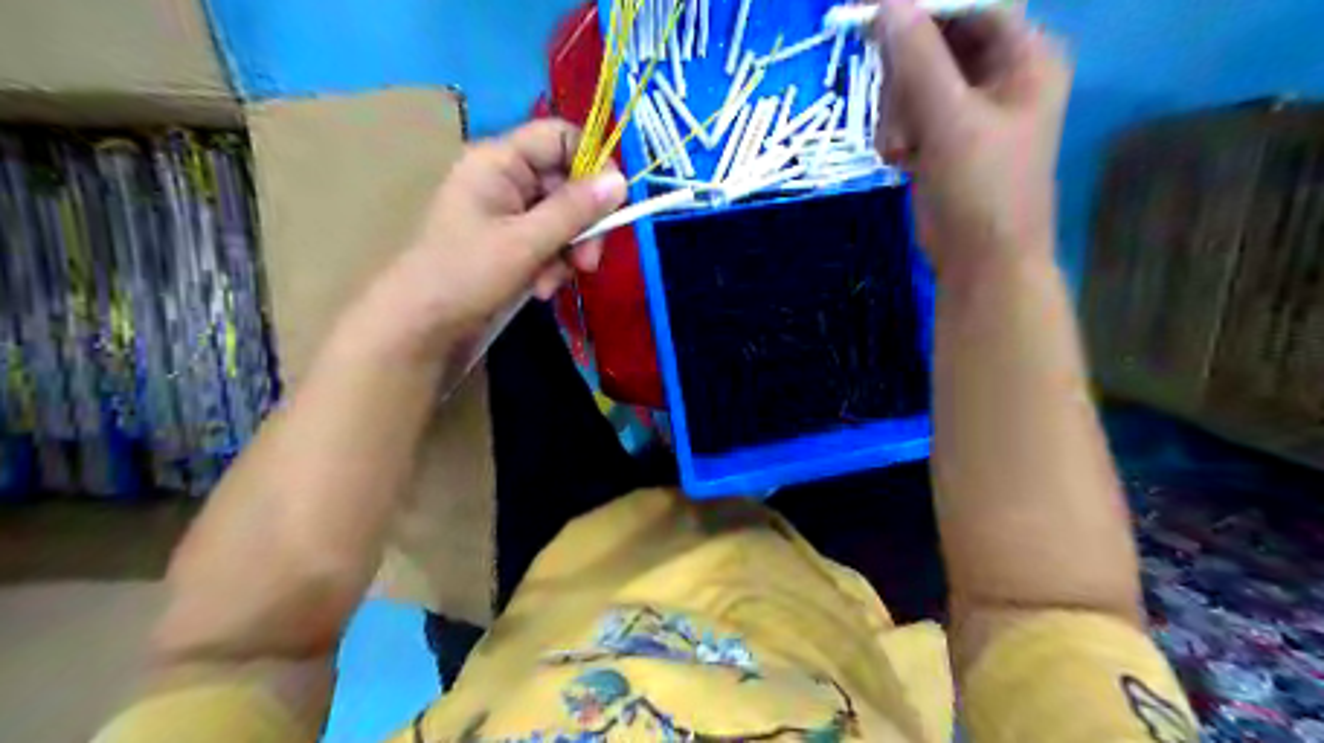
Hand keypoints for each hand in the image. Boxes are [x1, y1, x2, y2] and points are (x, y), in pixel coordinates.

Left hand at [363, 118, 627, 360]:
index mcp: (499, 161)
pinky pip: (548, 242)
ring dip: (568, 252)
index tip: (614, 203)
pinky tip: (542, 289)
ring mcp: (506, 212)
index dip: (592, 164)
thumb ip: (575, 210)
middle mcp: (505, 178)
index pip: (560, 137)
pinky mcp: (509, 242)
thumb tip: (622, 181)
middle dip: (582, 225)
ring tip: (553, 283)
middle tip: (588, 263)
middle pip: (567, 183)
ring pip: (562, 218)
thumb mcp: (526, 242)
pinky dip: (552, 265)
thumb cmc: (466, 274)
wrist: (420, 326)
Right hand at [871, 0, 1073, 278]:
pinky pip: (908, 112)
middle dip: (905, 76)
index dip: (921, 6)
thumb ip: (916, 59)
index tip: (871, 11)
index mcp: (1025, 57)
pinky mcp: (944, 137)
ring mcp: (969, 108)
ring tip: (900, 148)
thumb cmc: (980, 190)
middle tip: (894, 110)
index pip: (970, 5)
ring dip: (896, 111)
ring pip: (914, 80)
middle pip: (936, 41)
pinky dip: (897, 133)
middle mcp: (1000, 74)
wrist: (980, 264)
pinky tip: (900, 159)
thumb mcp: (949, 120)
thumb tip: (887, 3)